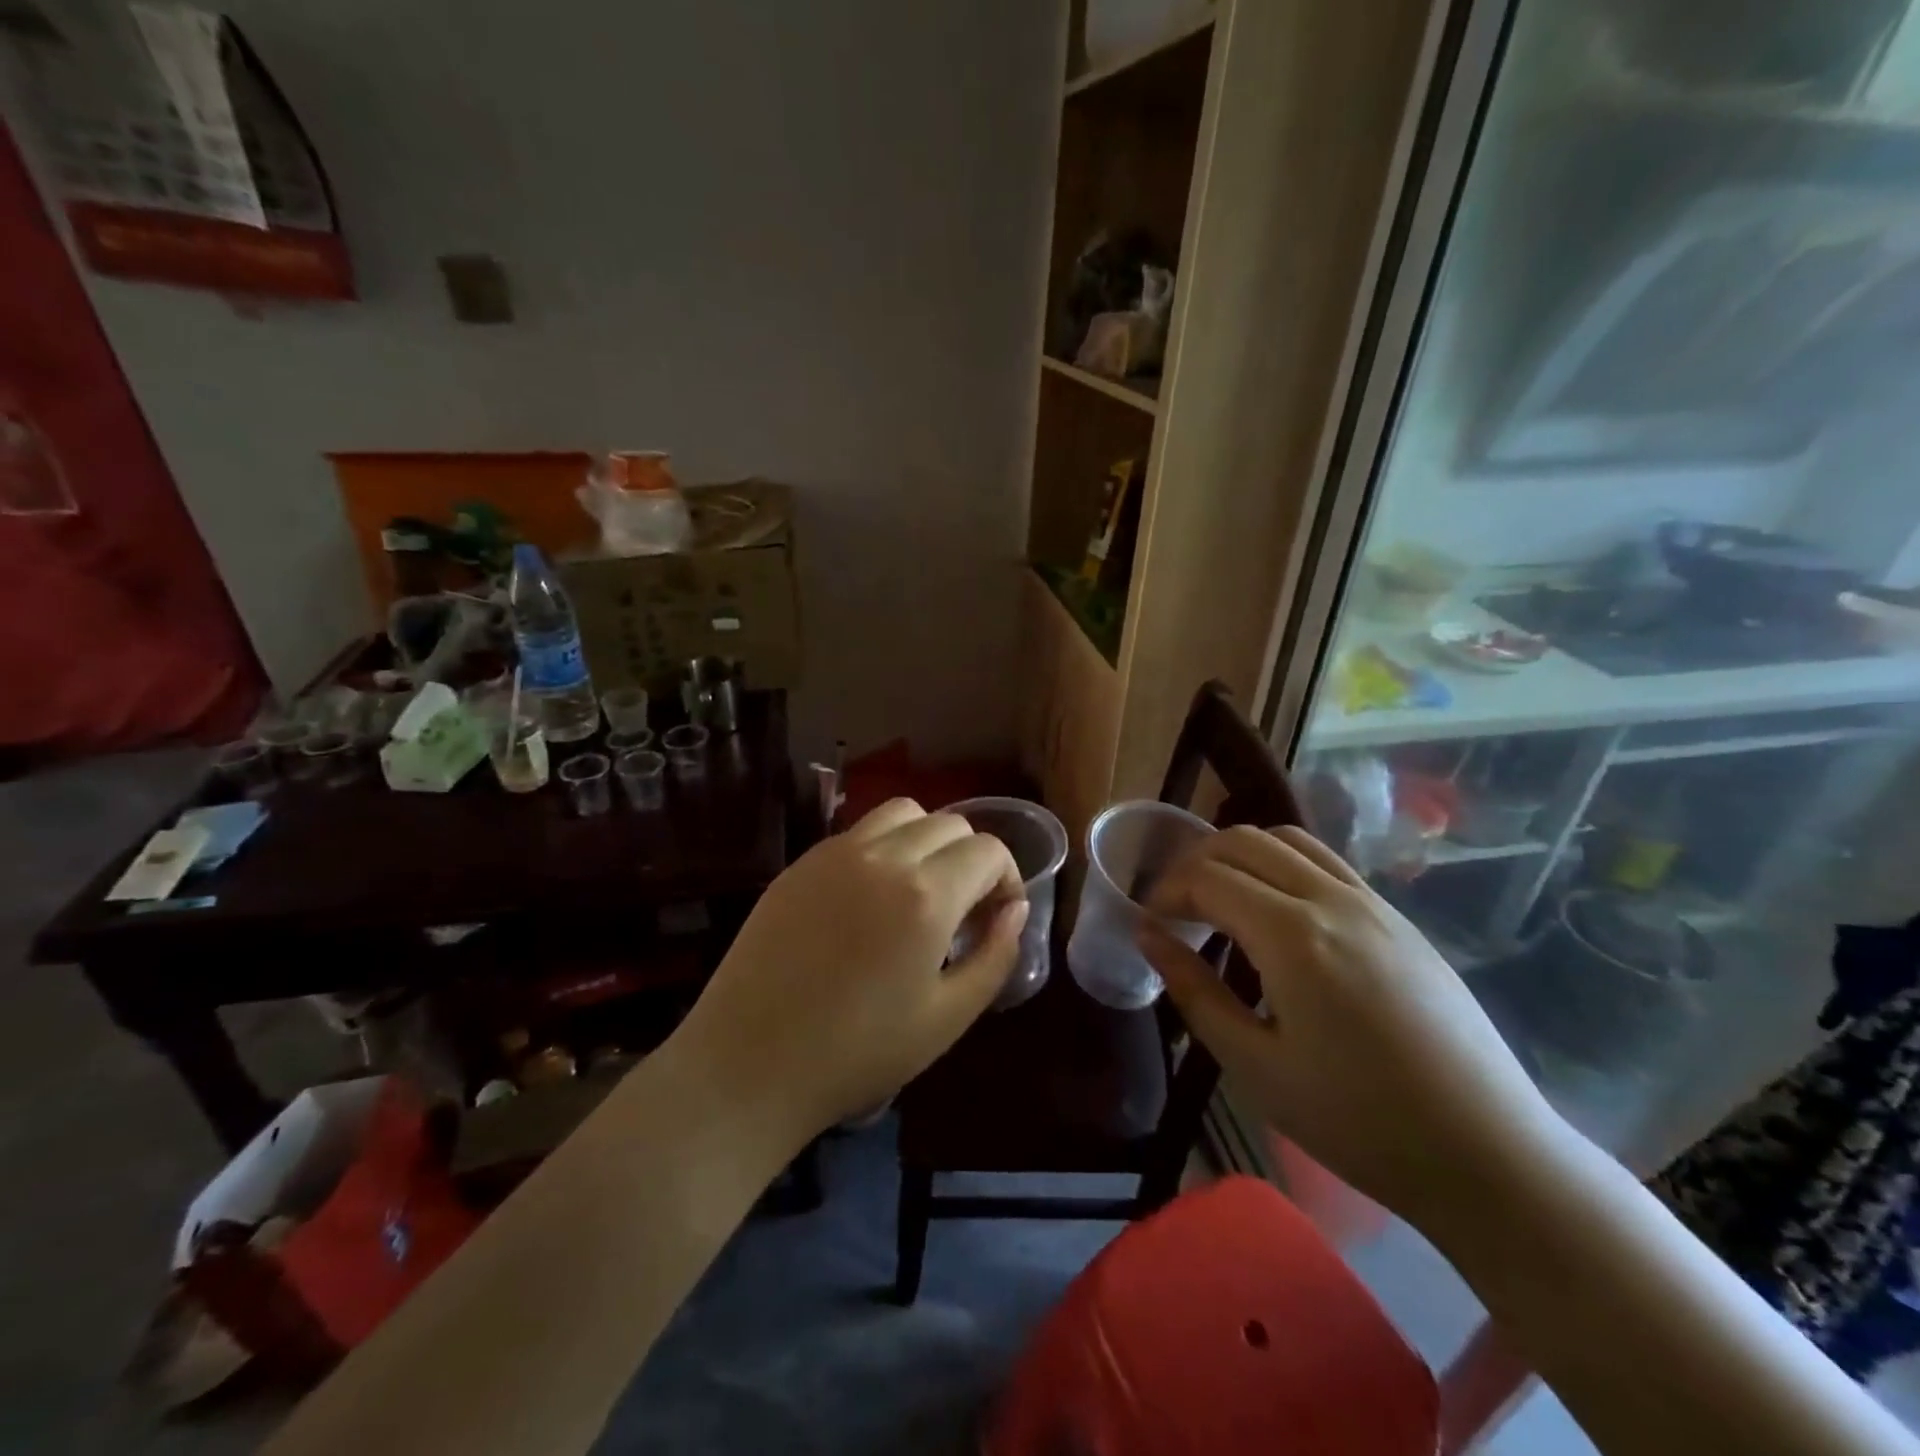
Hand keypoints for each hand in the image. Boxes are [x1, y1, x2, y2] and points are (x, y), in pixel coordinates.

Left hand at [674, 798, 1025, 1144]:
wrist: (748, 1064)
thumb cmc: (857, 1053)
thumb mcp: (947, 1019)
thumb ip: (995, 957)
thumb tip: (1014, 910)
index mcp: (926, 895)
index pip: (988, 850)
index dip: (1007, 878)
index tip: (996, 917)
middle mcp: (883, 857)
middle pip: (950, 823)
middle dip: (971, 858)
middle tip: (961, 910)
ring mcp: (835, 854)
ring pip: (902, 813)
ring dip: (927, 840)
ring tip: (918, 891)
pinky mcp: (801, 863)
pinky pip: (858, 832)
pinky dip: (882, 847)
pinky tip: (869, 898)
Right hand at [1137, 825, 1559, 1223]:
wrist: (1490, 1155)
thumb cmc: (1359, 1122)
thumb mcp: (1255, 1067)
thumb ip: (1195, 992)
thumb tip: (1148, 937)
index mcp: (1293, 937)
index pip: (1208, 877)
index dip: (1166, 891)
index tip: (1149, 922)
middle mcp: (1332, 900)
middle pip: (1243, 841)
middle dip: (1194, 862)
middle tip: (1175, 906)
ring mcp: (1373, 904)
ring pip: (1287, 840)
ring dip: (1240, 855)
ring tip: (1220, 898)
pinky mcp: (1399, 919)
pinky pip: (1326, 863)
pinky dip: (1282, 865)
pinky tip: (1276, 913)